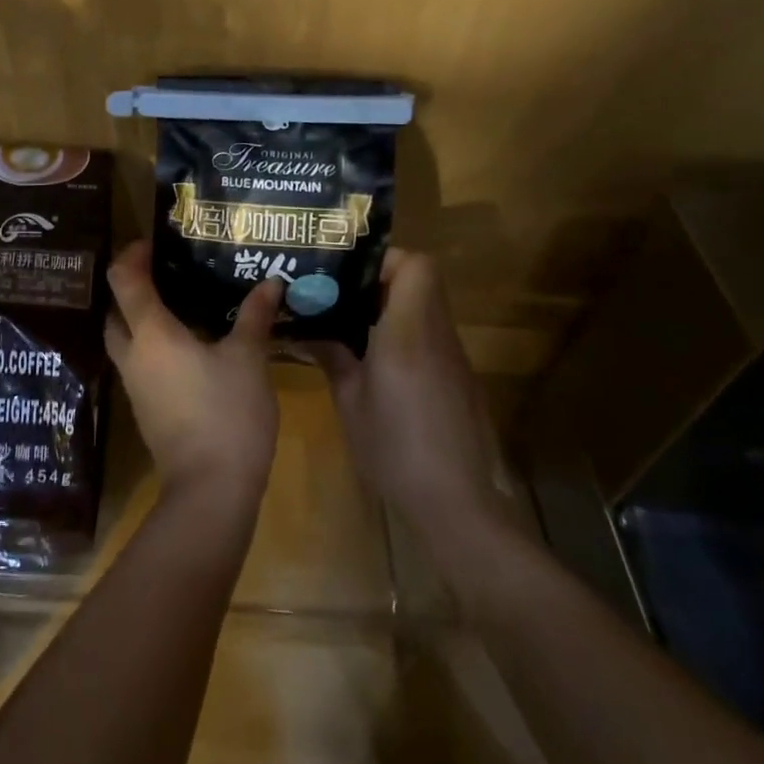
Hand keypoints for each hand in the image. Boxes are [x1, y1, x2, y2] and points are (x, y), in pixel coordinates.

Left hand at [105, 240, 282, 510]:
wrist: (209, 490)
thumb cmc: (227, 414)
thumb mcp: (248, 359)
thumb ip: (255, 317)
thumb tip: (270, 283)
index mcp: (150, 333)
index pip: (123, 279)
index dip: (131, 254)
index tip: (153, 243)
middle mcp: (133, 354)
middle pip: (116, 310)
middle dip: (133, 288)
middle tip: (167, 273)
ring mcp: (135, 386)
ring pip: (125, 339)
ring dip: (141, 319)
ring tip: (181, 305)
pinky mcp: (145, 409)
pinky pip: (140, 364)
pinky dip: (153, 347)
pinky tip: (188, 347)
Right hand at [318, 248, 515, 561]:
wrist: (455, 503)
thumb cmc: (394, 448)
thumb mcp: (350, 401)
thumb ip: (332, 356)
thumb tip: (306, 329)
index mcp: (407, 333)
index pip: (416, 266)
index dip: (385, 260)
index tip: (350, 276)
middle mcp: (436, 335)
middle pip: (422, 279)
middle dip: (380, 280)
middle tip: (342, 297)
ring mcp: (451, 357)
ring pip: (426, 306)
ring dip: (391, 306)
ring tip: (351, 327)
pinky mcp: (457, 378)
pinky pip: (429, 335)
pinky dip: (403, 333)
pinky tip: (376, 363)